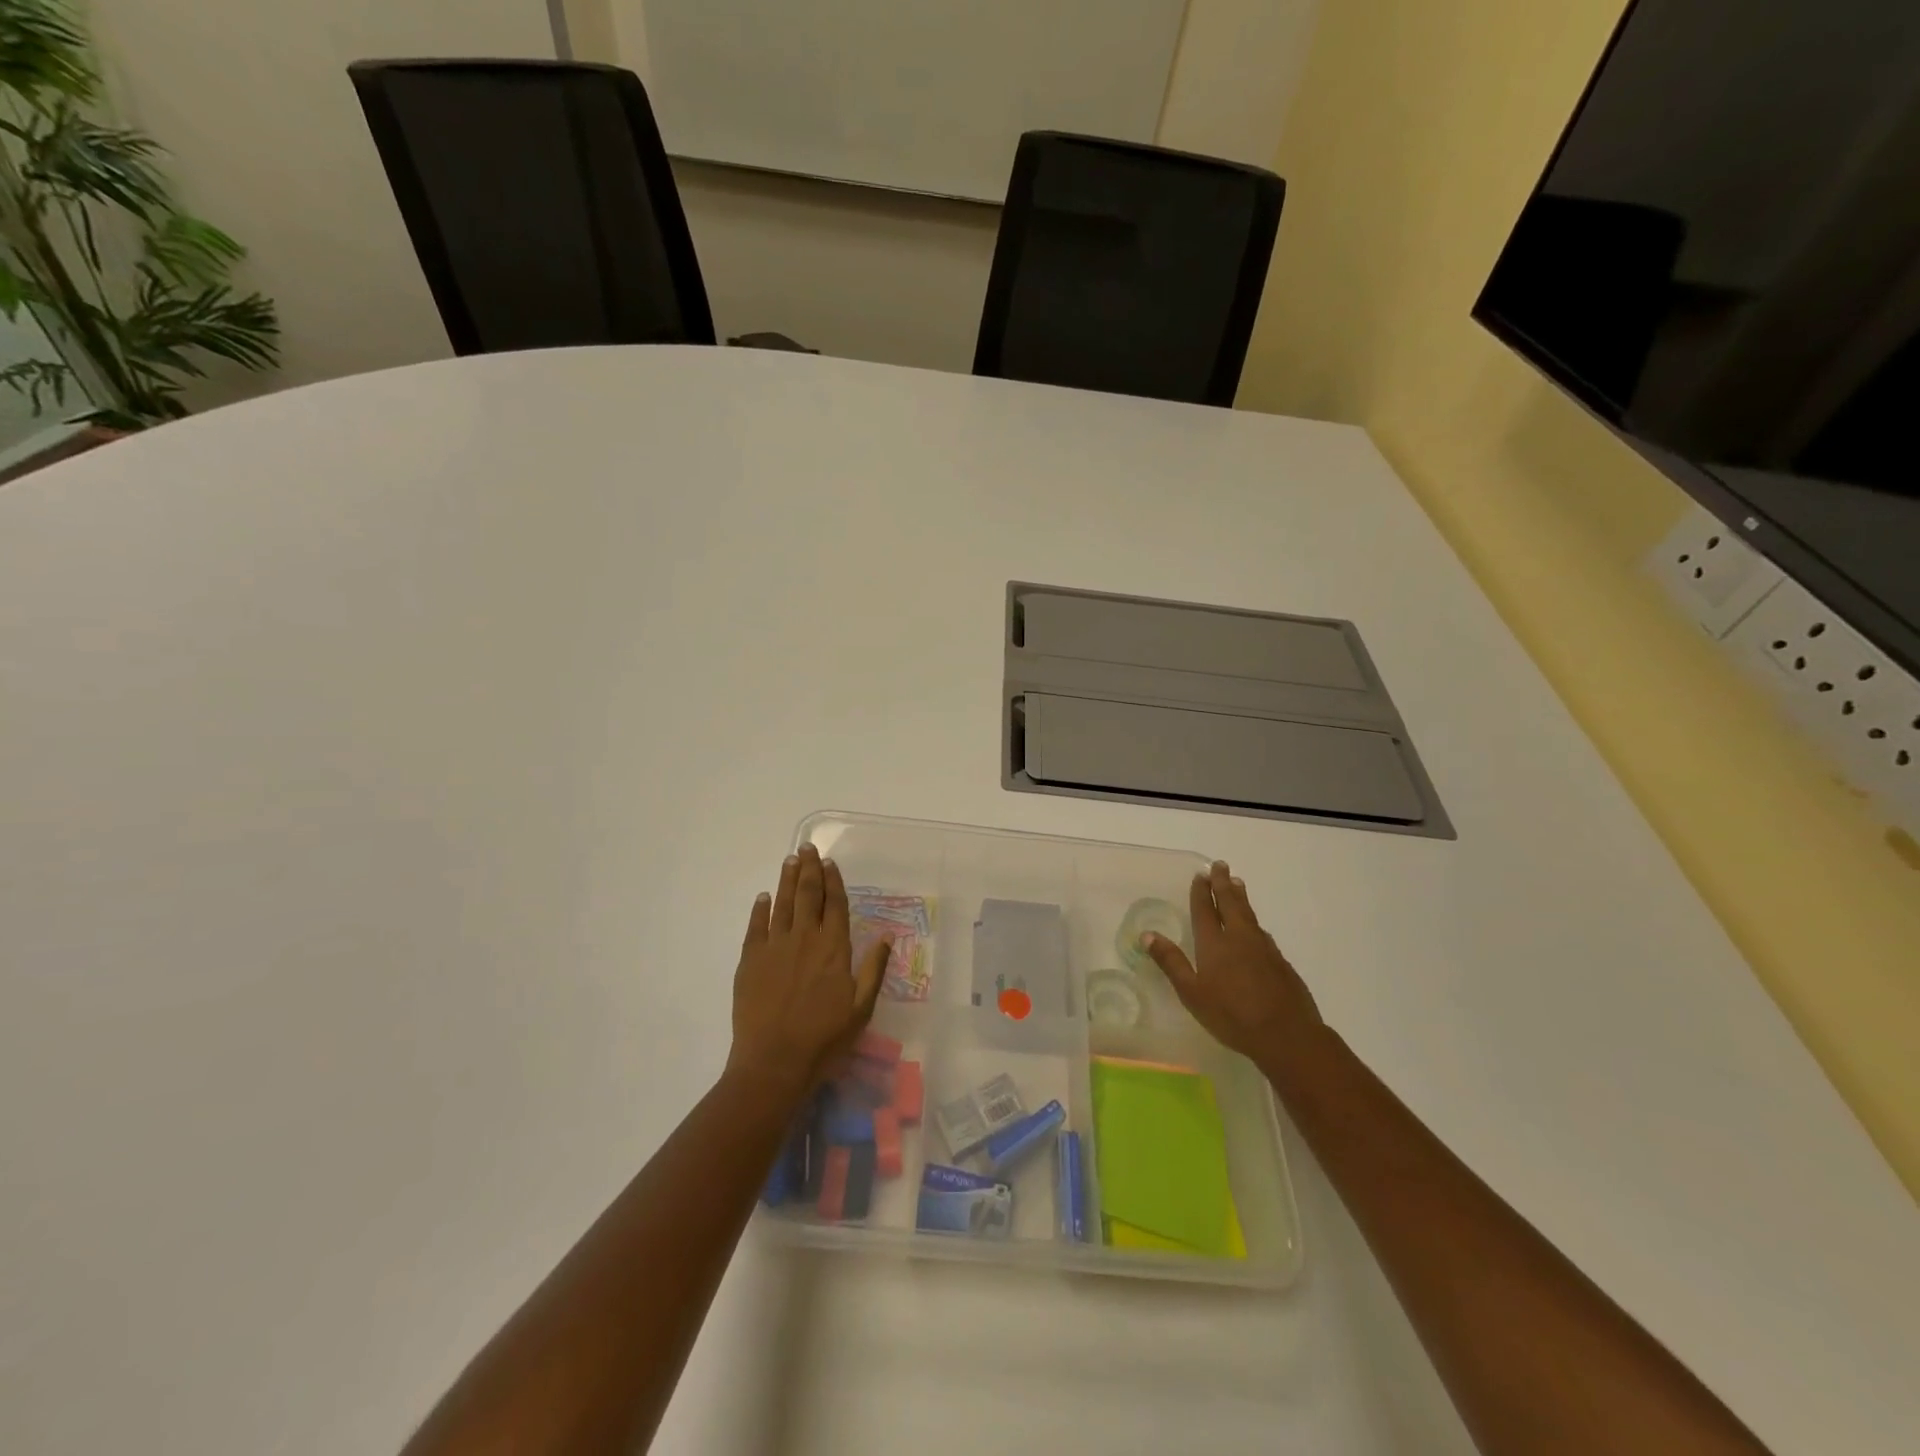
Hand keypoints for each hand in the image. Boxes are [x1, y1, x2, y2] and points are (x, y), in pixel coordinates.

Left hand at [727, 844, 890, 1101]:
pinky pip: (756, 926)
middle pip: (808, 896)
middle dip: (809, 870)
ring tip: (789, 860)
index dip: (833, 881)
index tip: (830, 862)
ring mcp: (775, 947)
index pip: (835, 905)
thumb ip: (874, 969)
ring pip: (783, 904)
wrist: (774, 1062)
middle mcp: (805, 939)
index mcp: (834, 948)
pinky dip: (760, 909)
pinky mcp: (750, 961)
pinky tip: (764, 897)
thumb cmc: (825, 1039)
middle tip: (807, 848)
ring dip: (787, 880)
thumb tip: (887, 936)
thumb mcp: (861, 1008)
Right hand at [1143, 861, 1323, 1068]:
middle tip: (1221, 865)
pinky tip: (1255, 926)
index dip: (1201, 892)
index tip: (1201, 874)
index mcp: (1214, 944)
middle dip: (1223, 884)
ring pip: (1249, 914)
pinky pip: (1262, 932)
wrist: (1287, 1034)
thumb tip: (1147, 934)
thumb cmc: (1232, 1015)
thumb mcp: (1192, 993)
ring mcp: (1264, 949)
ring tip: (1237, 883)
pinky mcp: (1280, 962)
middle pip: (1230, 903)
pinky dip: (1253, 920)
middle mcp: (1239, 938)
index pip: (1205, 910)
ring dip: (1240, 897)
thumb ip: (1171, 962)